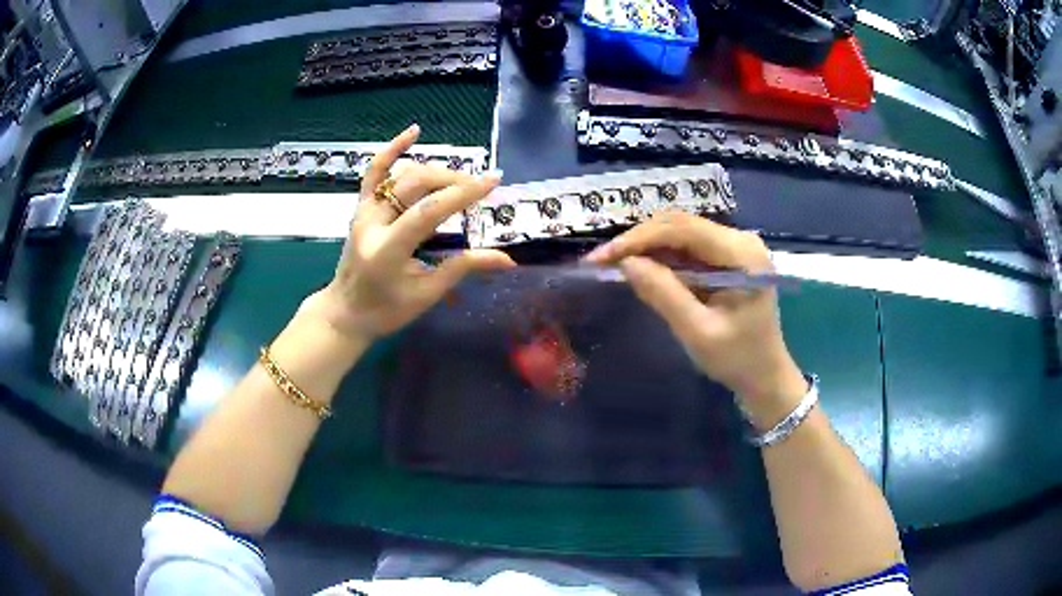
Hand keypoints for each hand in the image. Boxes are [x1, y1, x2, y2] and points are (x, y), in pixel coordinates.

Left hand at [297, 124, 515, 350]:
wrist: (345, 311)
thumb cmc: (386, 310)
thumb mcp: (427, 294)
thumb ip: (464, 268)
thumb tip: (507, 258)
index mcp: (387, 249)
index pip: (429, 211)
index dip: (463, 194)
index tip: (493, 181)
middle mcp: (372, 222)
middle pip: (416, 184)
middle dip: (453, 180)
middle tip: (479, 188)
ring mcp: (363, 211)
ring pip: (402, 175)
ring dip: (435, 172)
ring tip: (461, 180)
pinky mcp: (361, 206)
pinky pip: (375, 172)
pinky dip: (393, 150)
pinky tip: (413, 132)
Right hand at [585, 212, 806, 429]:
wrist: (765, 376)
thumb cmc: (738, 359)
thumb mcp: (698, 332)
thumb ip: (663, 294)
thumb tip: (626, 263)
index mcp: (742, 254)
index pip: (683, 229)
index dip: (639, 238)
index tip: (603, 257)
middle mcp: (741, 240)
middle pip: (680, 225)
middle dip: (639, 240)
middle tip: (602, 261)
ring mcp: (735, 247)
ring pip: (681, 233)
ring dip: (647, 247)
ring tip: (614, 264)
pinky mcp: (727, 258)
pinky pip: (688, 248)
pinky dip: (662, 257)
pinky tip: (641, 268)